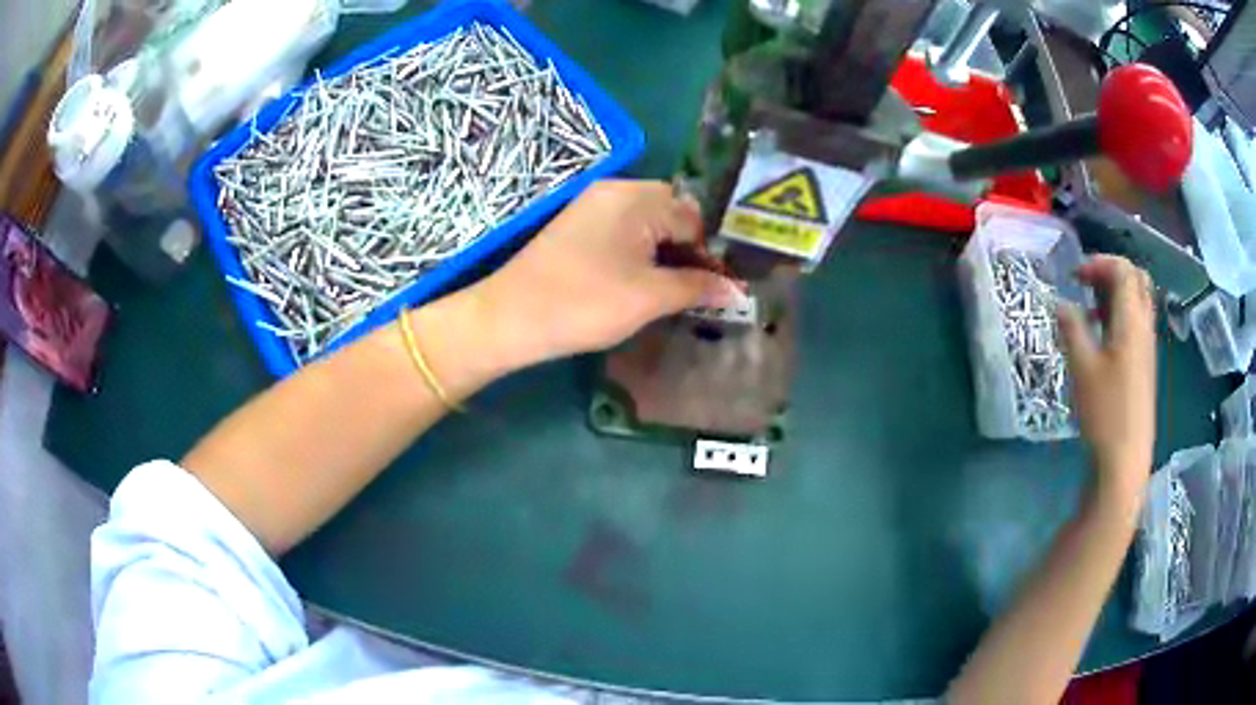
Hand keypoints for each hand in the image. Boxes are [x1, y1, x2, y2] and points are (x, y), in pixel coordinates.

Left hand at [474, 180, 739, 368]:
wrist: (511, 318)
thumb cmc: (586, 303)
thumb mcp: (650, 297)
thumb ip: (697, 287)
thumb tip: (736, 290)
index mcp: (637, 197)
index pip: (693, 216)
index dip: (710, 251)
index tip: (719, 285)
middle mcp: (615, 190)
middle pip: (671, 212)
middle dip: (689, 248)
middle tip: (698, 287)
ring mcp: (592, 206)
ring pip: (647, 222)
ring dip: (665, 251)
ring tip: (674, 288)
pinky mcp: (577, 226)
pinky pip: (623, 229)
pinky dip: (640, 251)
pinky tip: (642, 280)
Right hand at [1056, 255, 1156, 501]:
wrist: (1125, 459)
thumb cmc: (1104, 412)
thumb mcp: (1082, 368)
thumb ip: (1071, 328)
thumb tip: (1061, 303)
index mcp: (1132, 320)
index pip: (1123, 270)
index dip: (1099, 263)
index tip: (1074, 277)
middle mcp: (1144, 326)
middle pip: (1136, 279)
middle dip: (1110, 272)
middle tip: (1086, 284)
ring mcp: (1147, 346)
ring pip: (1138, 301)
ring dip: (1115, 294)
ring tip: (1090, 310)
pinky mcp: (1144, 365)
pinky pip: (1136, 323)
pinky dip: (1119, 316)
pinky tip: (1101, 338)